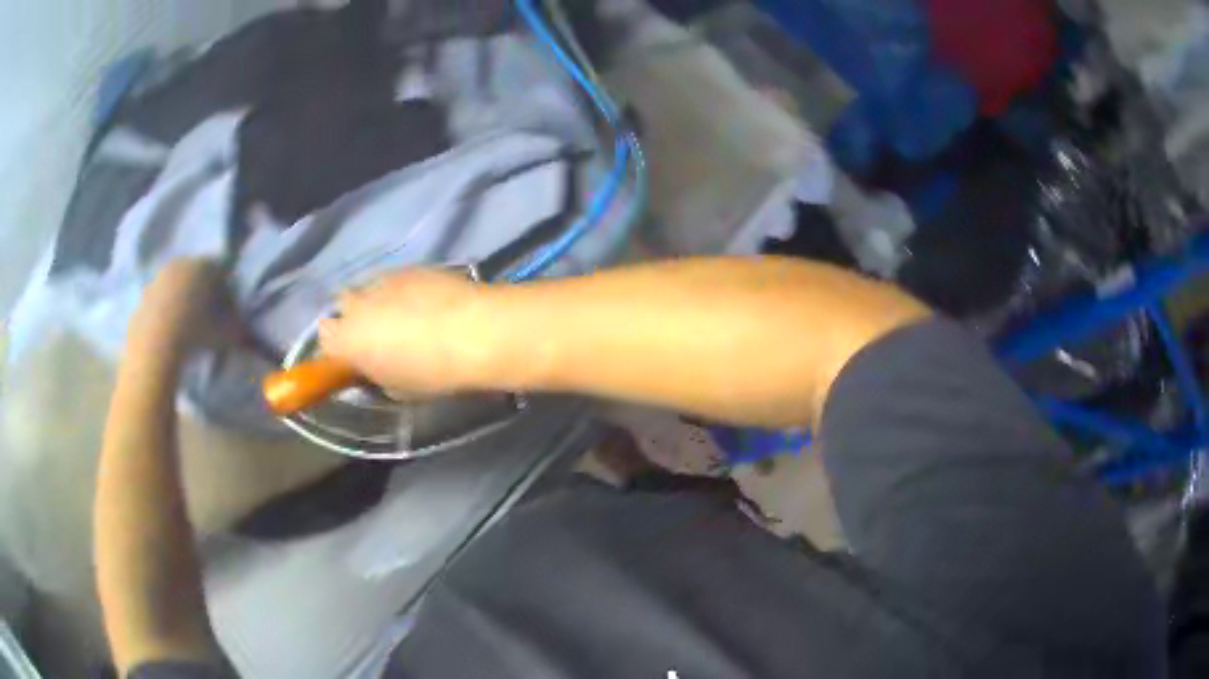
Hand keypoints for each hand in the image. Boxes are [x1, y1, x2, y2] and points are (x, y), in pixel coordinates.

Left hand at [129, 258, 231, 355]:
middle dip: (202, 288)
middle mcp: (182, 263)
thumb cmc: (195, 332)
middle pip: (196, 272)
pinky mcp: (143, 296)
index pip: (222, 268)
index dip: (227, 285)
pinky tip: (169, 332)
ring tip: (187, 324)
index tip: (230, 305)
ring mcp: (159, 278)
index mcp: (204, 265)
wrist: (155, 345)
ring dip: (182, 299)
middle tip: (208, 312)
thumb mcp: (226, 333)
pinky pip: (159, 301)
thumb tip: (245, 326)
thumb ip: (237, 326)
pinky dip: (165, 312)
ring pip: (176, 285)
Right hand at [318, 269, 485, 395]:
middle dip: (353, 316)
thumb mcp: (398, 389)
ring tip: (404, 315)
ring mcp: (383, 280)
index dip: (337, 347)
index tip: (352, 357)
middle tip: (376, 333)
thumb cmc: (432, 372)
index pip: (324, 338)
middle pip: (342, 304)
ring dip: (378, 300)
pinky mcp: (410, 266)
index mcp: (347, 340)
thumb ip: (378, 375)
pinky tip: (425, 301)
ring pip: (369, 287)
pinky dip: (404, 289)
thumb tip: (379, 368)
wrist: (473, 331)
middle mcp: (357, 304)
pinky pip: (396, 278)